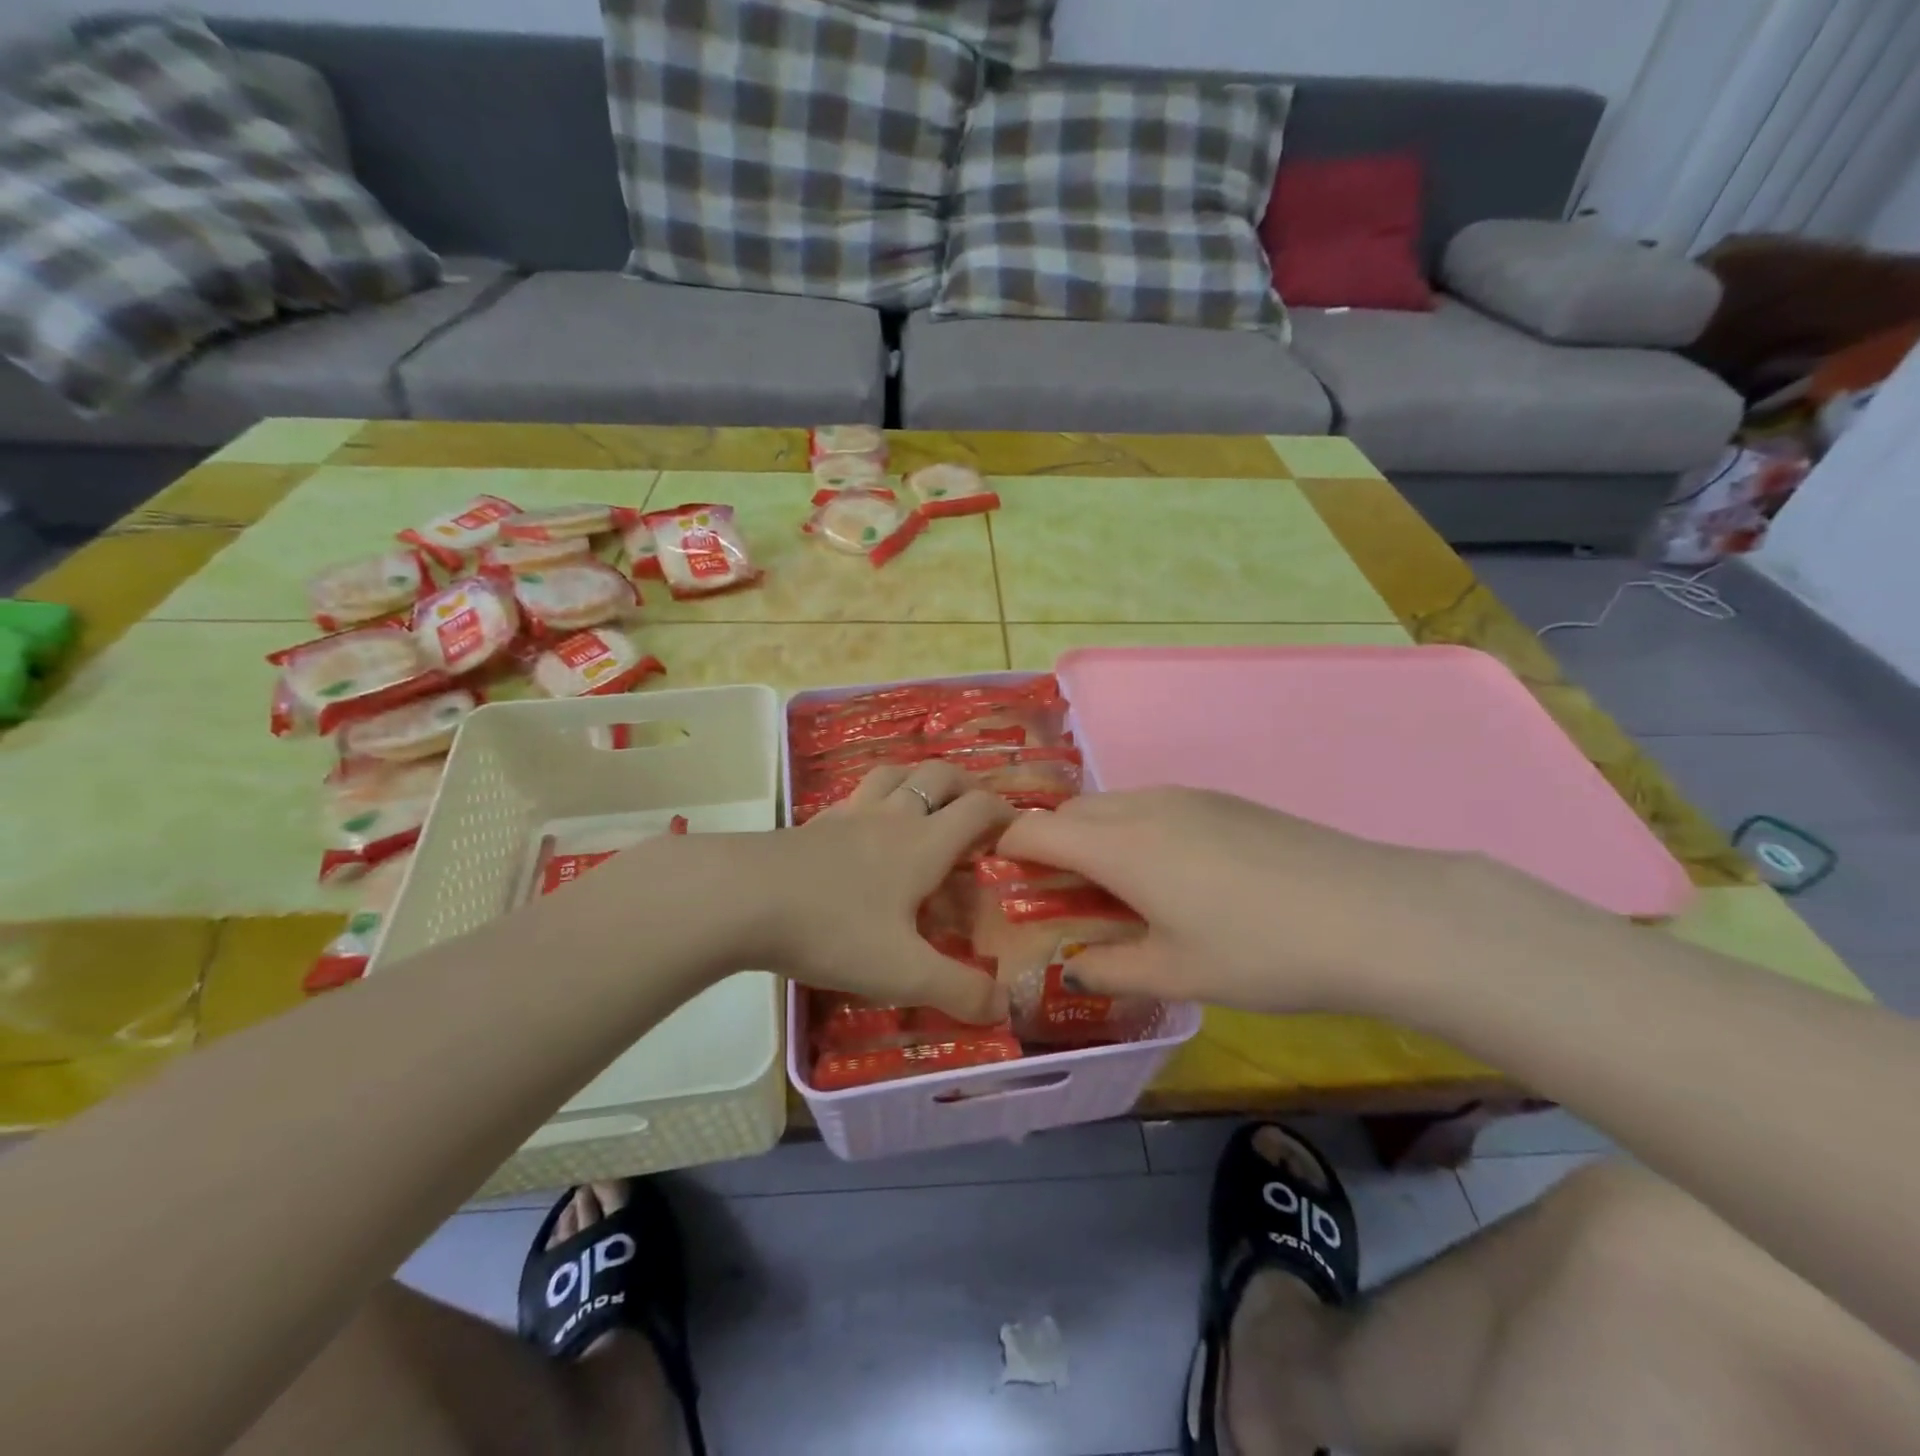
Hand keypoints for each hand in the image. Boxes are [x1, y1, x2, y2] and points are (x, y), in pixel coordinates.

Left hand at [739, 761, 1012, 1022]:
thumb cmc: (833, 930)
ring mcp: (848, 815)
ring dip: (918, 777)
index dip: (1004, 811)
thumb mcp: (903, 972)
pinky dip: (874, 796)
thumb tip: (1003, 1008)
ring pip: (894, 773)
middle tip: (976, 806)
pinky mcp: (813, 824)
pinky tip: (863, 822)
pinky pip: (855, 795)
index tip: (1016, 828)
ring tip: (925, 797)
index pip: (977, 808)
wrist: (741, 899)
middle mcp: (892, 817)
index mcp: (923, 844)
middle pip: (938, 777)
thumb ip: (959, 990)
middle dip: (965, 784)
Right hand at [995, 788, 1536, 1016]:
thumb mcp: (1176, 974)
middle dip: (1048, 844)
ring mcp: (1186, 796)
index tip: (998, 879)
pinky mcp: (1221, 800)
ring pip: (1112, 804)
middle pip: (1070, 811)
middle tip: (1055, 895)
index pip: (1034, 831)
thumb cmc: (1259, 951)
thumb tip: (1072, 965)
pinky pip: (1151, 805)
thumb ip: (1109, 969)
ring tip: (1111, 887)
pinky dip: (1131, 829)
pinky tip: (1168, 873)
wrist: (1369, 913)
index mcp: (1118, 846)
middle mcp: (1142, 806)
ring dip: (1092, 835)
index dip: (1005, 849)